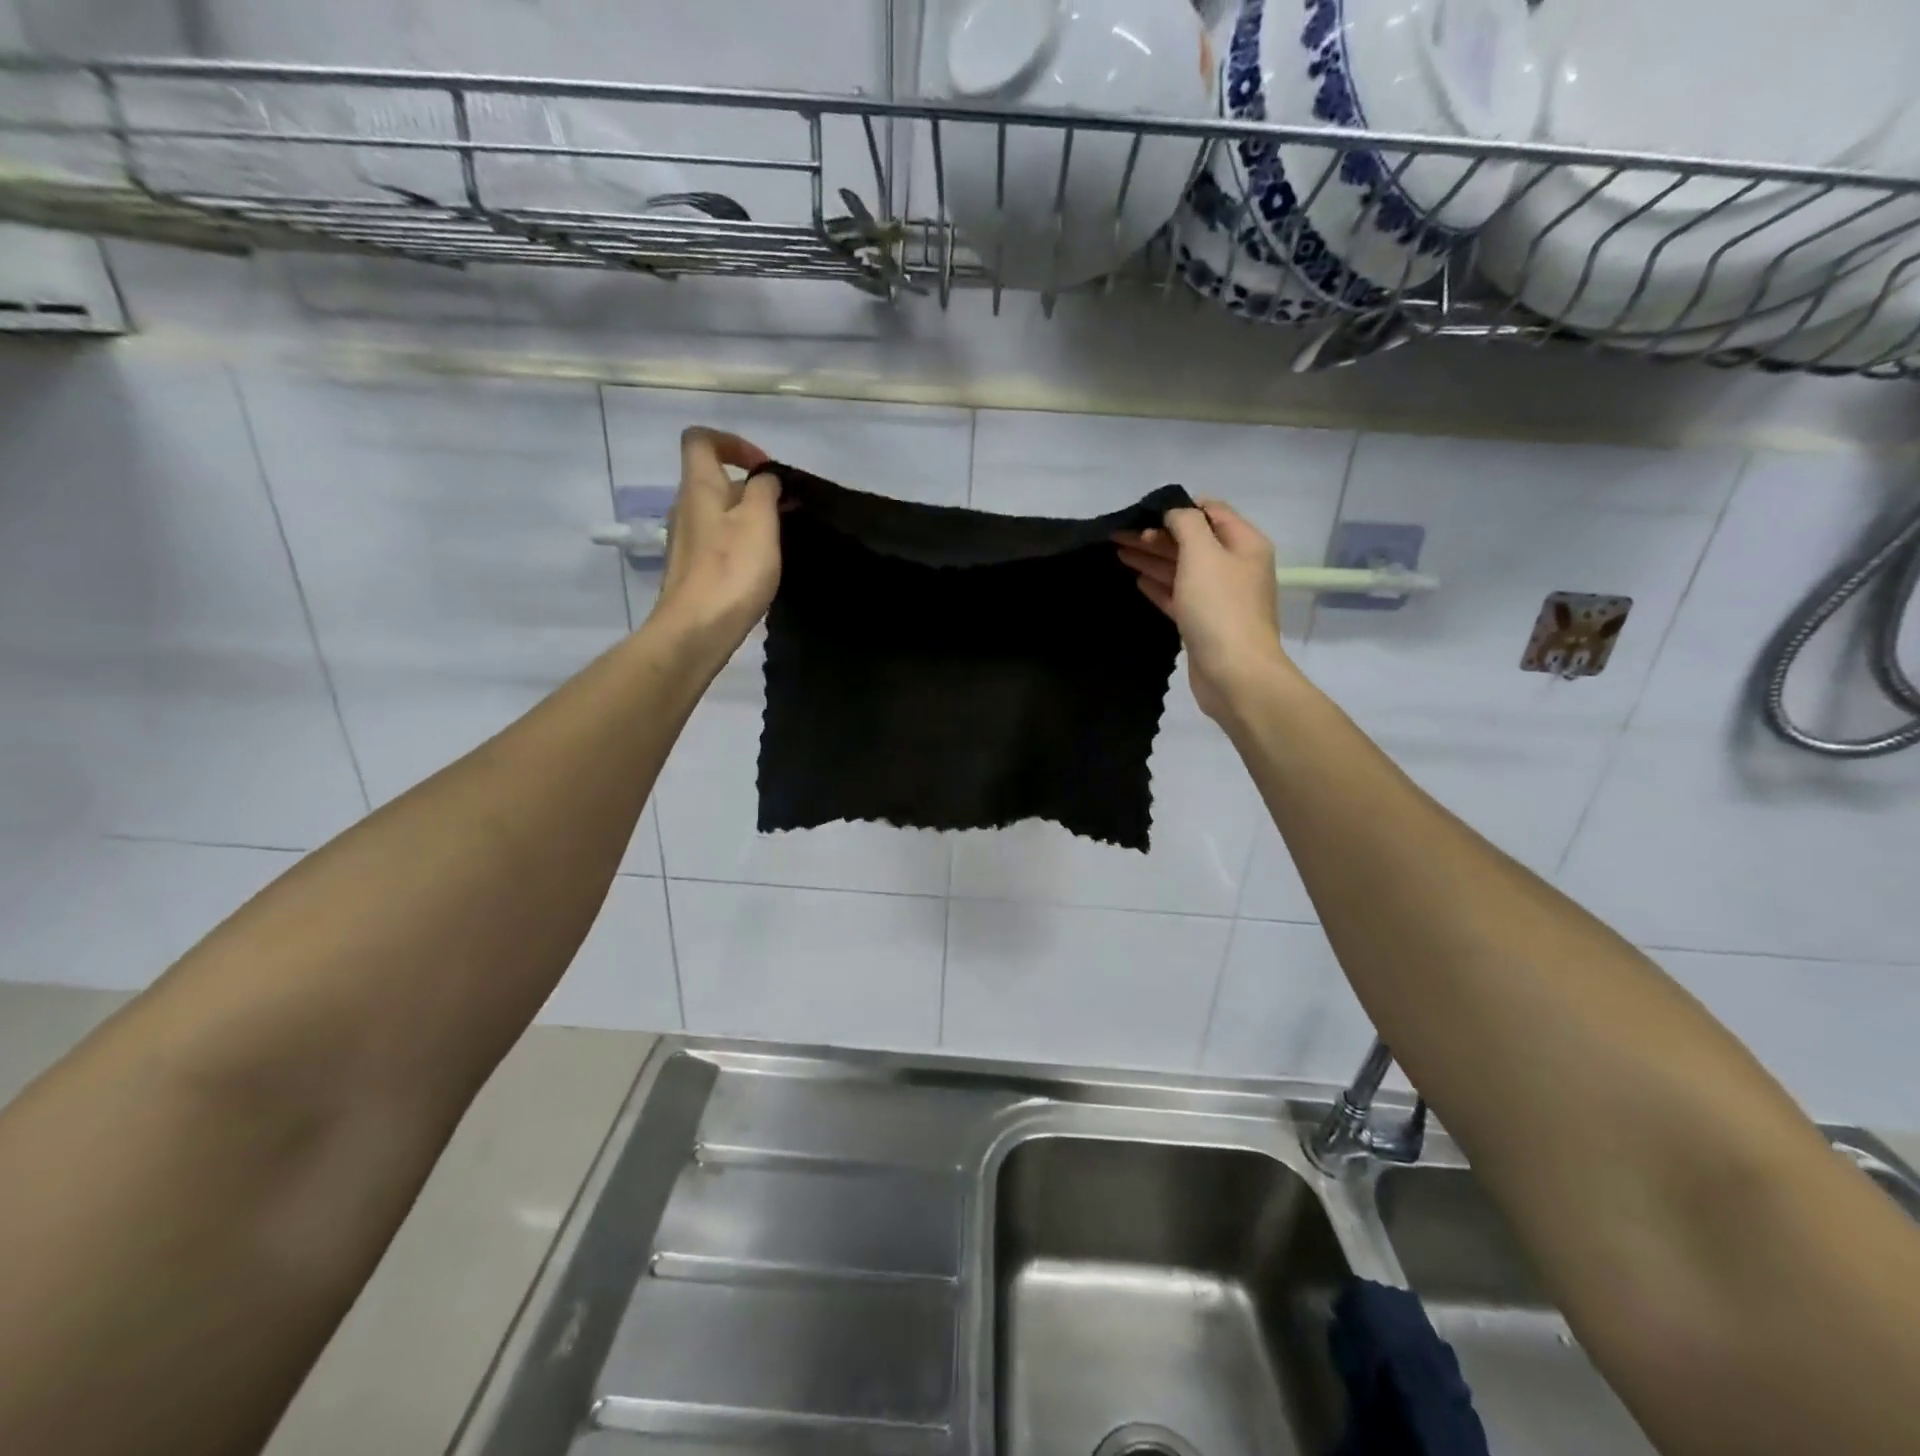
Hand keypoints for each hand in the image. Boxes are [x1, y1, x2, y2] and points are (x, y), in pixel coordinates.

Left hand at [649, 427, 781, 656]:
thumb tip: (764, 478)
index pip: (701, 440)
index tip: (764, 467)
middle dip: (750, 486)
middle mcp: (685, 507)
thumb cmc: (731, 571)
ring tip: (778, 539)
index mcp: (698, 487)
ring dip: (748, 517)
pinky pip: (718, 541)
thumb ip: (764, 490)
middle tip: (784, 509)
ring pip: (718, 512)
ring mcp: (686, 541)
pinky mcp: (693, 569)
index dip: (733, 442)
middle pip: (713, 479)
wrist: (697, 630)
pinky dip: (740, 542)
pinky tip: (760, 566)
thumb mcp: (759, 522)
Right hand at [1114, 499, 1290, 722]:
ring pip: (1181, 569)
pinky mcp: (1202, 624)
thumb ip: (1186, 525)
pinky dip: (1159, 586)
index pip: (1212, 512)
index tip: (1144, 511)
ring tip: (1118, 552)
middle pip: (1192, 542)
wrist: (1234, 672)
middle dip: (1156, 535)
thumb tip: (1175, 512)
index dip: (1179, 508)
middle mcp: (1234, 567)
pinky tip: (1137, 580)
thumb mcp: (1203, 554)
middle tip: (1118, 534)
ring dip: (1152, 558)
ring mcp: (1219, 598)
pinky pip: (1178, 596)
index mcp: (1243, 544)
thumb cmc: (1219, 607)